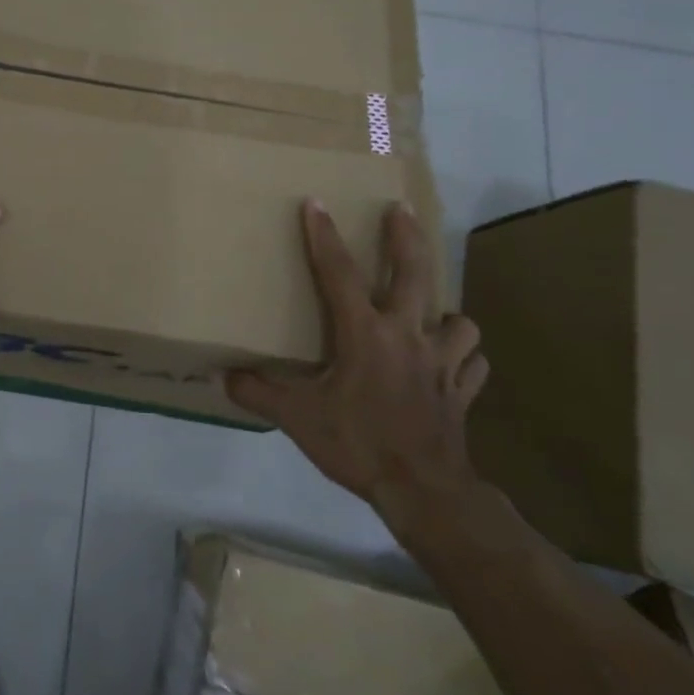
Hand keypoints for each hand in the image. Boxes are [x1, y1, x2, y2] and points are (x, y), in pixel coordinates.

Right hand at [226, 200, 487, 527]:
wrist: (424, 492)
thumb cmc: (358, 444)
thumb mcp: (297, 418)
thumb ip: (258, 393)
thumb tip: (222, 377)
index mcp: (365, 334)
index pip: (339, 273)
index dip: (324, 236)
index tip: (316, 203)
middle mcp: (407, 336)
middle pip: (415, 273)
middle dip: (406, 237)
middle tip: (400, 210)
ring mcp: (442, 363)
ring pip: (459, 320)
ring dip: (444, 311)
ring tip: (429, 313)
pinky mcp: (461, 392)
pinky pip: (471, 364)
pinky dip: (463, 357)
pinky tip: (450, 361)